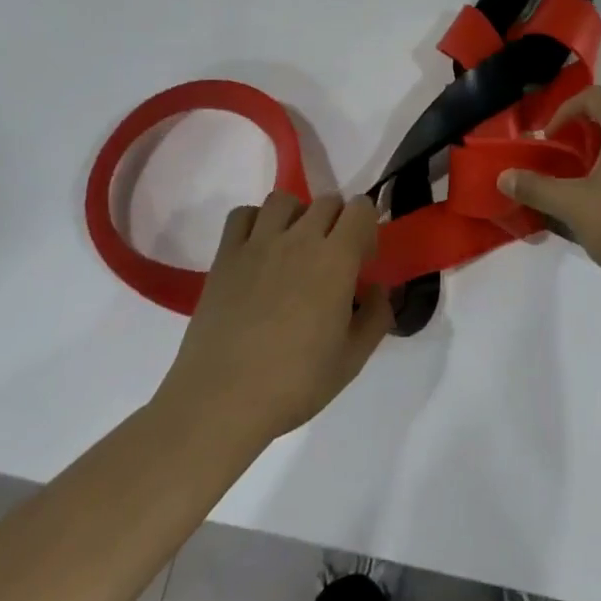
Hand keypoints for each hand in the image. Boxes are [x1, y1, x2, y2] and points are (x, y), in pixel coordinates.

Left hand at [154, 192, 392, 447]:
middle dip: (337, 222)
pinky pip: (242, 214)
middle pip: (326, 201)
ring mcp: (258, 243)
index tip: (362, 260)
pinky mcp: (225, 255)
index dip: (367, 227)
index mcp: (336, 259)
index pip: (361, 208)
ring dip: (296, 215)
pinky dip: (254, 222)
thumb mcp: (352, 360)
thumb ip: (376, 317)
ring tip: (293, 249)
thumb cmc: (294, 383)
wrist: (222, 400)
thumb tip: (378, 289)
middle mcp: (299, 238)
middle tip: (331, 259)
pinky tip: (257, 251)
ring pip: (284, 200)